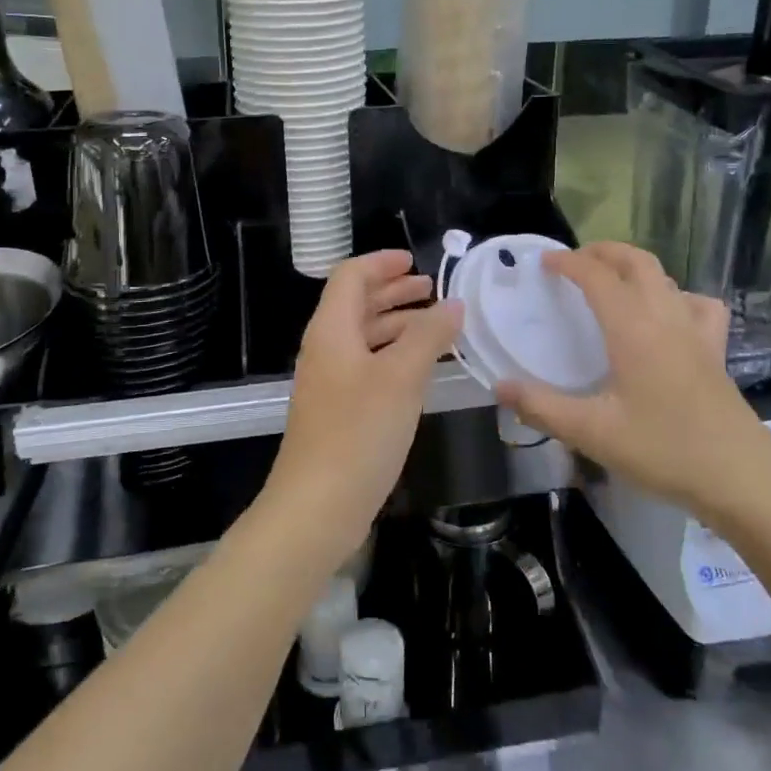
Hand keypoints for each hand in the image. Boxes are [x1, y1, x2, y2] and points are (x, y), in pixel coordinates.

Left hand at [262, 251, 464, 568]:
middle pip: (357, 304)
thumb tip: (453, 304)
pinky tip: (422, 369)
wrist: (316, 508)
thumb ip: (428, 336)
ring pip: (364, 337)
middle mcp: (326, 349)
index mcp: (331, 330)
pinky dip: (394, 355)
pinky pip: (368, 366)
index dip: (382, 263)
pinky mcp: (338, 411)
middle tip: (432, 290)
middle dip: (394, 292)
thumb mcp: (401, 378)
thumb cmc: (358, 433)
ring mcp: (330, 382)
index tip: (416, 261)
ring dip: (397, 324)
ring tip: (436, 325)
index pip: (350, 276)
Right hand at [496, 242, 770, 530]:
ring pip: (665, 277)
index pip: (597, 275)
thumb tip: (499, 387)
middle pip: (636, 261)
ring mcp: (695, 331)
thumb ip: (542, 408)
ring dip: (634, 267)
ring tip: (611, 281)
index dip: (568, 262)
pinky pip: (698, 305)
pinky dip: (677, 296)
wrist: (740, 479)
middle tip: (574, 262)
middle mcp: (665, 317)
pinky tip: (668, 314)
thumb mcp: (593, 433)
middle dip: (603, 252)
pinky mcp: (715, 350)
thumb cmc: (663, 450)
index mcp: (633, 329)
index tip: (543, 262)